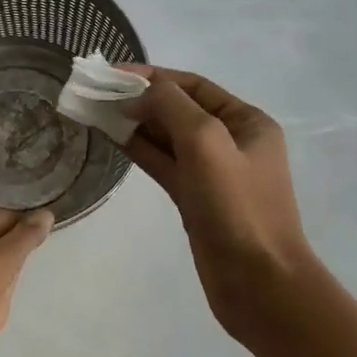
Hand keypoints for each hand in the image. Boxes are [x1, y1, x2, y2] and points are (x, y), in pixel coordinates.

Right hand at [119, 66, 317, 338]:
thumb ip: (172, 106)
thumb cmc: (237, 206)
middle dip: (141, 98)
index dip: (153, 76)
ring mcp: (213, 172)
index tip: (112, 73)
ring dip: (136, 123)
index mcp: (247, 121)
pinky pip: (164, 164)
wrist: (259, 284)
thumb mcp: (206, 142)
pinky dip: (139, 149)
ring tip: (97, 110)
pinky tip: (113, 137)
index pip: (194, 85)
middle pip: (179, 109)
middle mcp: (232, 141)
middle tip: (98, 93)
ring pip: (167, 137)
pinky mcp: (195, 198)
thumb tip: (140, 91)